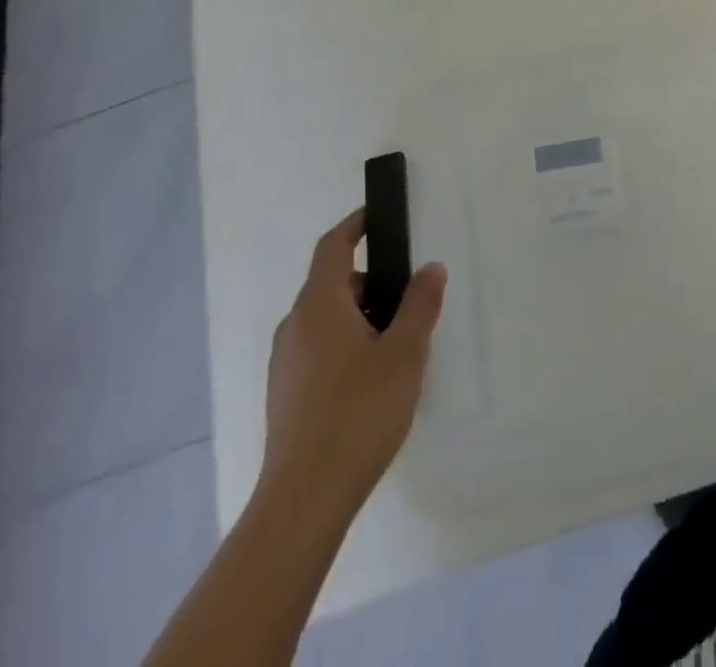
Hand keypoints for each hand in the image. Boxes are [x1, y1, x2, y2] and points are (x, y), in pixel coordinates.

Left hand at [257, 209, 447, 512]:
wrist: (304, 500)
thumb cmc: (359, 413)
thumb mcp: (404, 353)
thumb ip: (419, 304)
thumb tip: (430, 267)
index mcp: (319, 305)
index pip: (333, 246)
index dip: (354, 225)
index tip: (377, 216)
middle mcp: (295, 326)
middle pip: (332, 284)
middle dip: (370, 283)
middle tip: (408, 301)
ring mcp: (286, 362)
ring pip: (326, 320)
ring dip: (360, 317)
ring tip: (396, 346)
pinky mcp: (286, 394)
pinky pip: (319, 349)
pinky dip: (346, 345)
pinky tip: (371, 382)